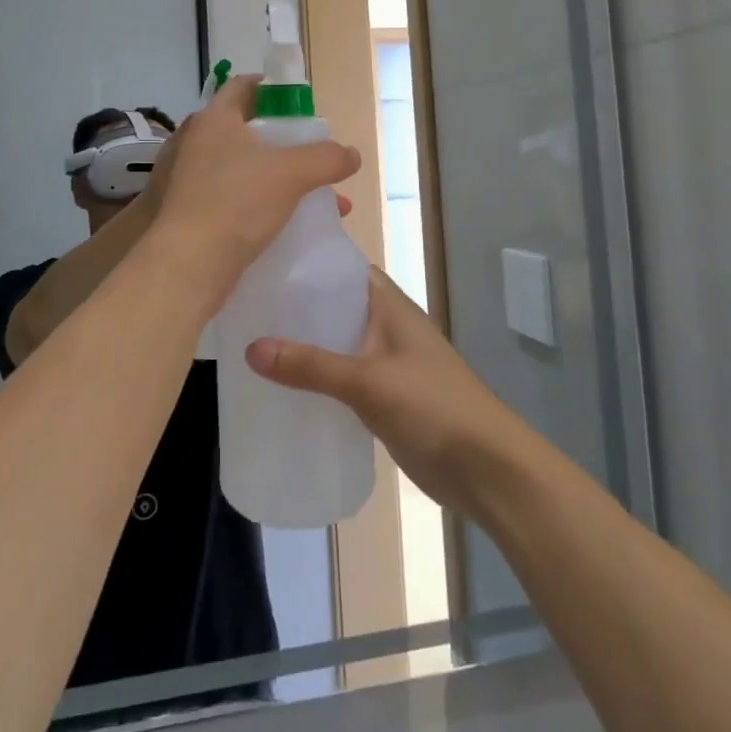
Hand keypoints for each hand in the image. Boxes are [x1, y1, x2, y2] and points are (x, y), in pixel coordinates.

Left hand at [147, 75, 359, 299]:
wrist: (187, 265)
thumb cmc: (237, 203)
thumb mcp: (292, 174)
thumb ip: (327, 158)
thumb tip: (352, 155)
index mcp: (214, 119)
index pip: (244, 86)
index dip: (273, 90)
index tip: (300, 105)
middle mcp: (196, 142)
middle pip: (247, 130)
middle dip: (286, 145)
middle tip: (313, 156)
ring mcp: (188, 178)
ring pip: (244, 169)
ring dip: (279, 179)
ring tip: (317, 201)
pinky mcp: (188, 211)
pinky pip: (233, 197)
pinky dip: (260, 203)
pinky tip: (288, 225)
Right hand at [243, 270, 527, 515]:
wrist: (485, 468)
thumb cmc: (432, 406)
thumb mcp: (367, 382)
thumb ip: (311, 366)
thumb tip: (250, 349)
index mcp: (389, 305)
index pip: (343, 269)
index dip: (307, 263)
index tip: (263, 263)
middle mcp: (386, 325)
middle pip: (334, 306)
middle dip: (296, 306)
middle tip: (245, 305)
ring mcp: (386, 362)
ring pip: (336, 343)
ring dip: (304, 344)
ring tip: (250, 341)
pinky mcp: (383, 397)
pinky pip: (341, 377)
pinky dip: (316, 377)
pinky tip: (281, 386)